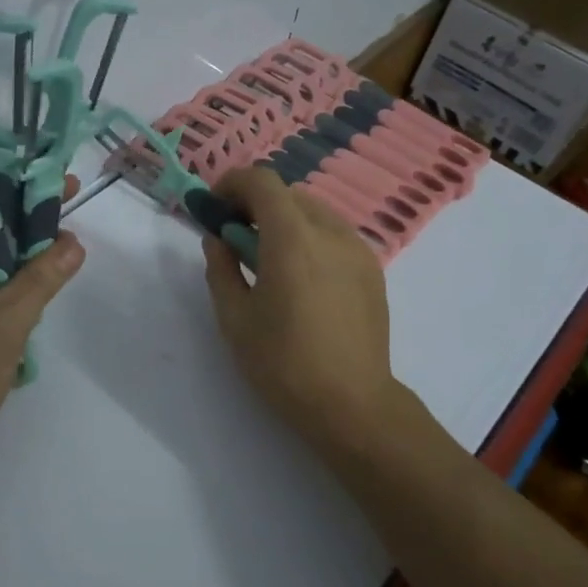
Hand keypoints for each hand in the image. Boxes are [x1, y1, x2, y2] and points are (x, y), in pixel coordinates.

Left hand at [0, 177, 85, 457]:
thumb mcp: (8, 321)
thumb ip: (42, 277)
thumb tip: (75, 243)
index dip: (2, 181)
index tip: (42, 175)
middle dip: (14, 207)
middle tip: (61, 195)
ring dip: (10, 237)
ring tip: (56, 224)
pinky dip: (0, 264)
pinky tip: (35, 262)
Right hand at [201, 167, 398, 452]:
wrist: (351, 404)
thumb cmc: (283, 363)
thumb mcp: (234, 318)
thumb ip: (221, 268)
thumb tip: (219, 240)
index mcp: (292, 239)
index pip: (262, 182)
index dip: (232, 184)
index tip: (215, 207)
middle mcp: (330, 232)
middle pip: (289, 194)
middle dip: (256, 203)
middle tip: (235, 236)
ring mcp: (357, 249)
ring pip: (314, 212)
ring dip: (284, 220)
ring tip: (268, 260)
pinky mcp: (372, 270)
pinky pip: (334, 235)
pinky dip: (309, 237)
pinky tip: (301, 278)